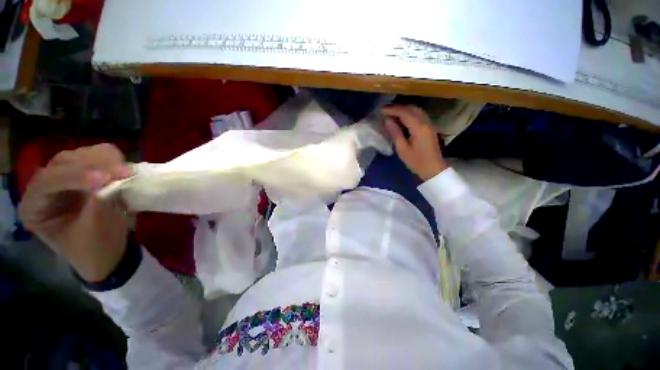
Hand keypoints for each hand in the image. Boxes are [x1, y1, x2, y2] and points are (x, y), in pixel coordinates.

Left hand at [19, 144, 133, 281]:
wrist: (108, 252)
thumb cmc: (95, 248)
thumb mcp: (94, 230)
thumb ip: (98, 202)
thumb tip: (113, 179)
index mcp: (34, 207)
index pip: (47, 181)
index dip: (75, 177)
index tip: (106, 179)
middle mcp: (44, 187)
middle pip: (64, 162)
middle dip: (95, 165)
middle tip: (124, 172)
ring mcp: (65, 177)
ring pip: (81, 154)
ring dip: (106, 161)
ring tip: (127, 172)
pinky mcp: (84, 173)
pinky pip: (97, 155)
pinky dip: (113, 160)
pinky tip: (122, 170)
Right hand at [382, 105, 448, 180]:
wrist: (433, 169)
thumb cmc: (416, 161)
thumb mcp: (402, 149)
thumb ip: (395, 133)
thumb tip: (387, 120)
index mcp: (418, 127)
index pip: (404, 113)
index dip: (392, 110)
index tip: (381, 110)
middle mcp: (425, 122)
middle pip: (411, 108)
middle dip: (398, 107)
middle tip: (385, 110)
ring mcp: (429, 124)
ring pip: (416, 110)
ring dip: (404, 109)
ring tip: (392, 113)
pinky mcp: (429, 127)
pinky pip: (419, 115)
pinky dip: (409, 113)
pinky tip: (402, 118)